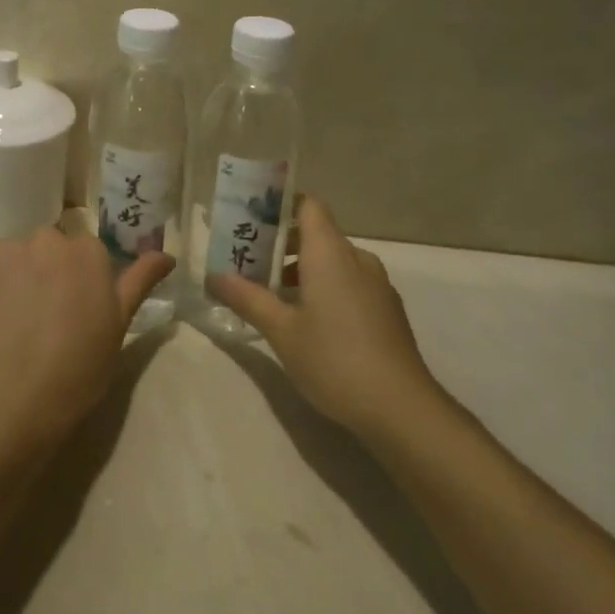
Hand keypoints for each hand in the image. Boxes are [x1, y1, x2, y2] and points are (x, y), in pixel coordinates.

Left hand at [0, 228, 174, 445]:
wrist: (13, 394)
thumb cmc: (78, 365)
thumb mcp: (119, 324)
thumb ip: (140, 281)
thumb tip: (167, 255)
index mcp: (86, 250)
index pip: (84, 251)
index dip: (79, 279)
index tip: (74, 307)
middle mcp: (45, 238)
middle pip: (46, 248)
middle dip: (44, 271)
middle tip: (43, 316)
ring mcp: (2, 251)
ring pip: (11, 258)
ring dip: (12, 278)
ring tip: (11, 324)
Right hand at [209, 197, 440, 438]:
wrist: (401, 408)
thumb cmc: (334, 359)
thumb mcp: (281, 331)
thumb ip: (247, 298)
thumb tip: (213, 275)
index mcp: (330, 252)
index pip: (308, 205)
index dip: (281, 205)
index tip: (253, 220)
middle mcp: (356, 258)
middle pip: (318, 233)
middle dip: (282, 244)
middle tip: (249, 264)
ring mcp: (377, 284)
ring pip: (334, 260)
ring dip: (303, 269)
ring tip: (273, 297)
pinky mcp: (387, 309)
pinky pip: (350, 281)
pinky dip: (326, 287)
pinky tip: (309, 322)